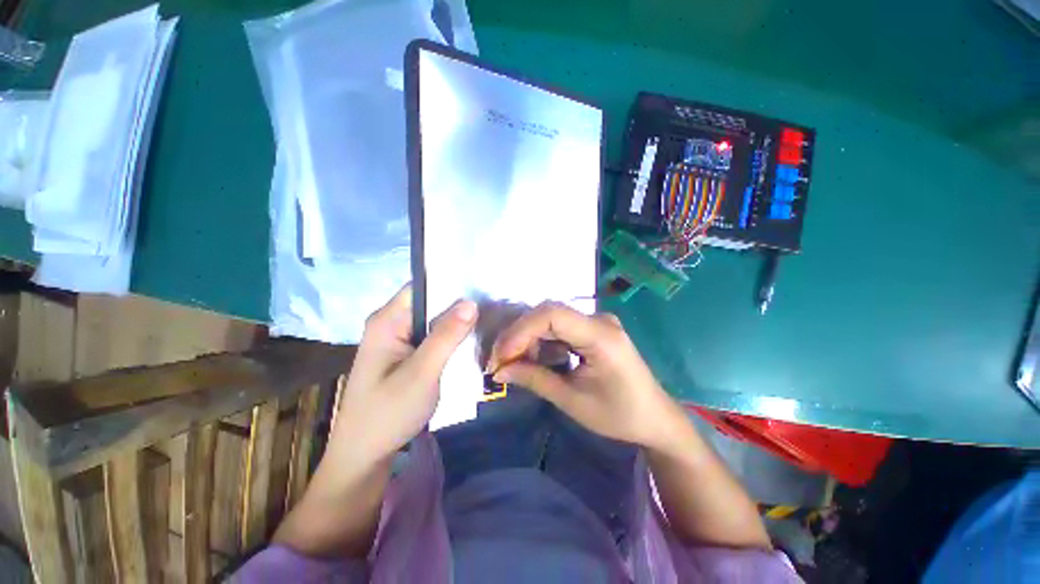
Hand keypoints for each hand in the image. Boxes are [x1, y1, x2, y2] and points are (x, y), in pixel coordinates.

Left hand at [329, 285, 476, 468]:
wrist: (365, 455)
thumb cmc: (388, 414)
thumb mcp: (421, 373)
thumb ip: (446, 336)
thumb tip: (471, 302)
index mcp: (387, 320)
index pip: (423, 286)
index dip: (451, 282)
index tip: (482, 284)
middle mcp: (391, 323)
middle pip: (430, 301)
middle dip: (458, 302)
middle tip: (491, 302)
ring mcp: (398, 339)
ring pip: (433, 319)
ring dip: (456, 319)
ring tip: (488, 316)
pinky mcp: (406, 353)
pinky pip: (432, 335)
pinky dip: (450, 335)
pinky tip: (471, 336)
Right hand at [488, 301, 683, 448]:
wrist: (655, 418)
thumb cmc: (619, 415)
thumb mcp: (572, 401)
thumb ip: (534, 379)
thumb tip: (499, 371)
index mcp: (601, 336)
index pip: (552, 315)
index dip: (521, 331)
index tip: (501, 357)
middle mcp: (599, 320)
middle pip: (548, 314)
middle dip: (518, 335)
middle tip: (499, 361)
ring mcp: (597, 322)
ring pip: (551, 319)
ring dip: (527, 338)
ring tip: (511, 362)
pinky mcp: (593, 329)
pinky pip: (560, 327)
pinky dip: (541, 340)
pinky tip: (531, 357)